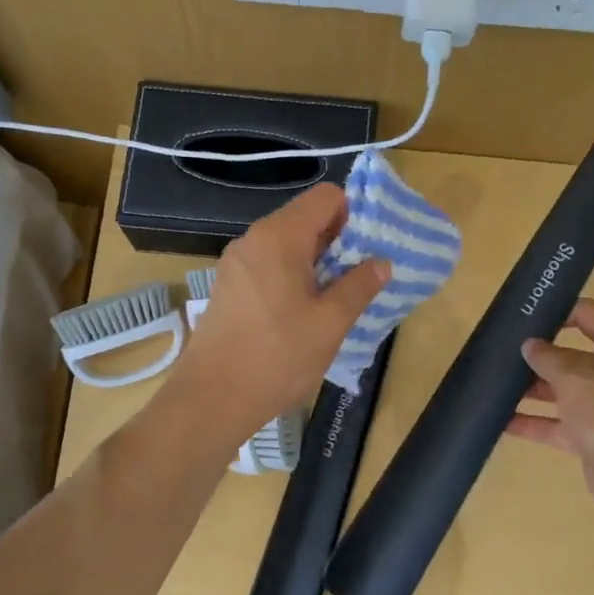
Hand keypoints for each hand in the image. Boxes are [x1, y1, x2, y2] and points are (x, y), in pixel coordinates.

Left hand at [168, 183, 388, 442]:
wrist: (212, 398)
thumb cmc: (277, 357)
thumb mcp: (330, 323)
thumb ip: (359, 286)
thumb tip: (381, 262)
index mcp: (279, 236)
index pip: (326, 197)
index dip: (354, 215)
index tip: (368, 251)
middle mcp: (254, 238)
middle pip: (305, 218)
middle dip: (337, 241)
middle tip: (359, 279)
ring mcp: (236, 262)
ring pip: (286, 244)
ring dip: (315, 262)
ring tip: (333, 300)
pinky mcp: (228, 285)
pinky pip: (268, 265)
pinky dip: (291, 276)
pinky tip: (301, 312)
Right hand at [506, 299, 593, 522]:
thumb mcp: (575, 379)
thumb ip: (548, 359)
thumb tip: (530, 345)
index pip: (590, 316)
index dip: (560, 310)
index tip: (528, 315)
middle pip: (573, 357)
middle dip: (539, 356)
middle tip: (503, 352)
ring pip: (563, 392)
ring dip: (532, 390)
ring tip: (496, 385)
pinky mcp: (592, 437)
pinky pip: (558, 424)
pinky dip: (534, 423)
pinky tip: (502, 422)